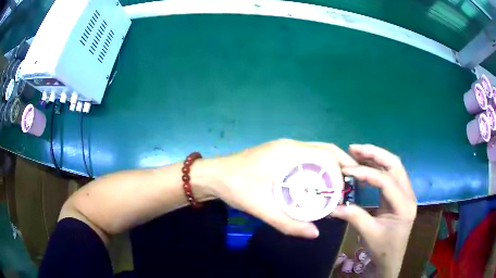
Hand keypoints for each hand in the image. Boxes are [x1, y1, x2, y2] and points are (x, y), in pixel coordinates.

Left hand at [210, 139, 356, 238]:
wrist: (213, 176)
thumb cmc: (236, 188)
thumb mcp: (261, 208)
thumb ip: (288, 223)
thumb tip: (315, 232)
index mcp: (289, 152)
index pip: (326, 156)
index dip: (339, 174)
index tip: (341, 194)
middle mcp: (290, 145)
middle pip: (326, 150)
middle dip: (341, 165)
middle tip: (350, 185)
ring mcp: (284, 147)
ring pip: (317, 152)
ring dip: (331, 166)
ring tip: (338, 186)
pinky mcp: (280, 153)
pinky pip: (307, 157)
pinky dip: (319, 167)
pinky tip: (318, 183)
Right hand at [330, 144, 416, 277]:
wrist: (392, 259)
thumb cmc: (383, 249)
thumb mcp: (369, 234)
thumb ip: (353, 217)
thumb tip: (332, 206)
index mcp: (403, 206)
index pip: (386, 181)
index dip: (366, 173)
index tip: (346, 170)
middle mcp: (408, 194)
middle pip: (395, 164)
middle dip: (374, 153)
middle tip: (353, 148)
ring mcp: (406, 193)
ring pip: (394, 166)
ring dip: (376, 157)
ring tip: (357, 152)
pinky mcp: (400, 194)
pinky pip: (390, 174)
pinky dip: (377, 166)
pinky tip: (365, 165)